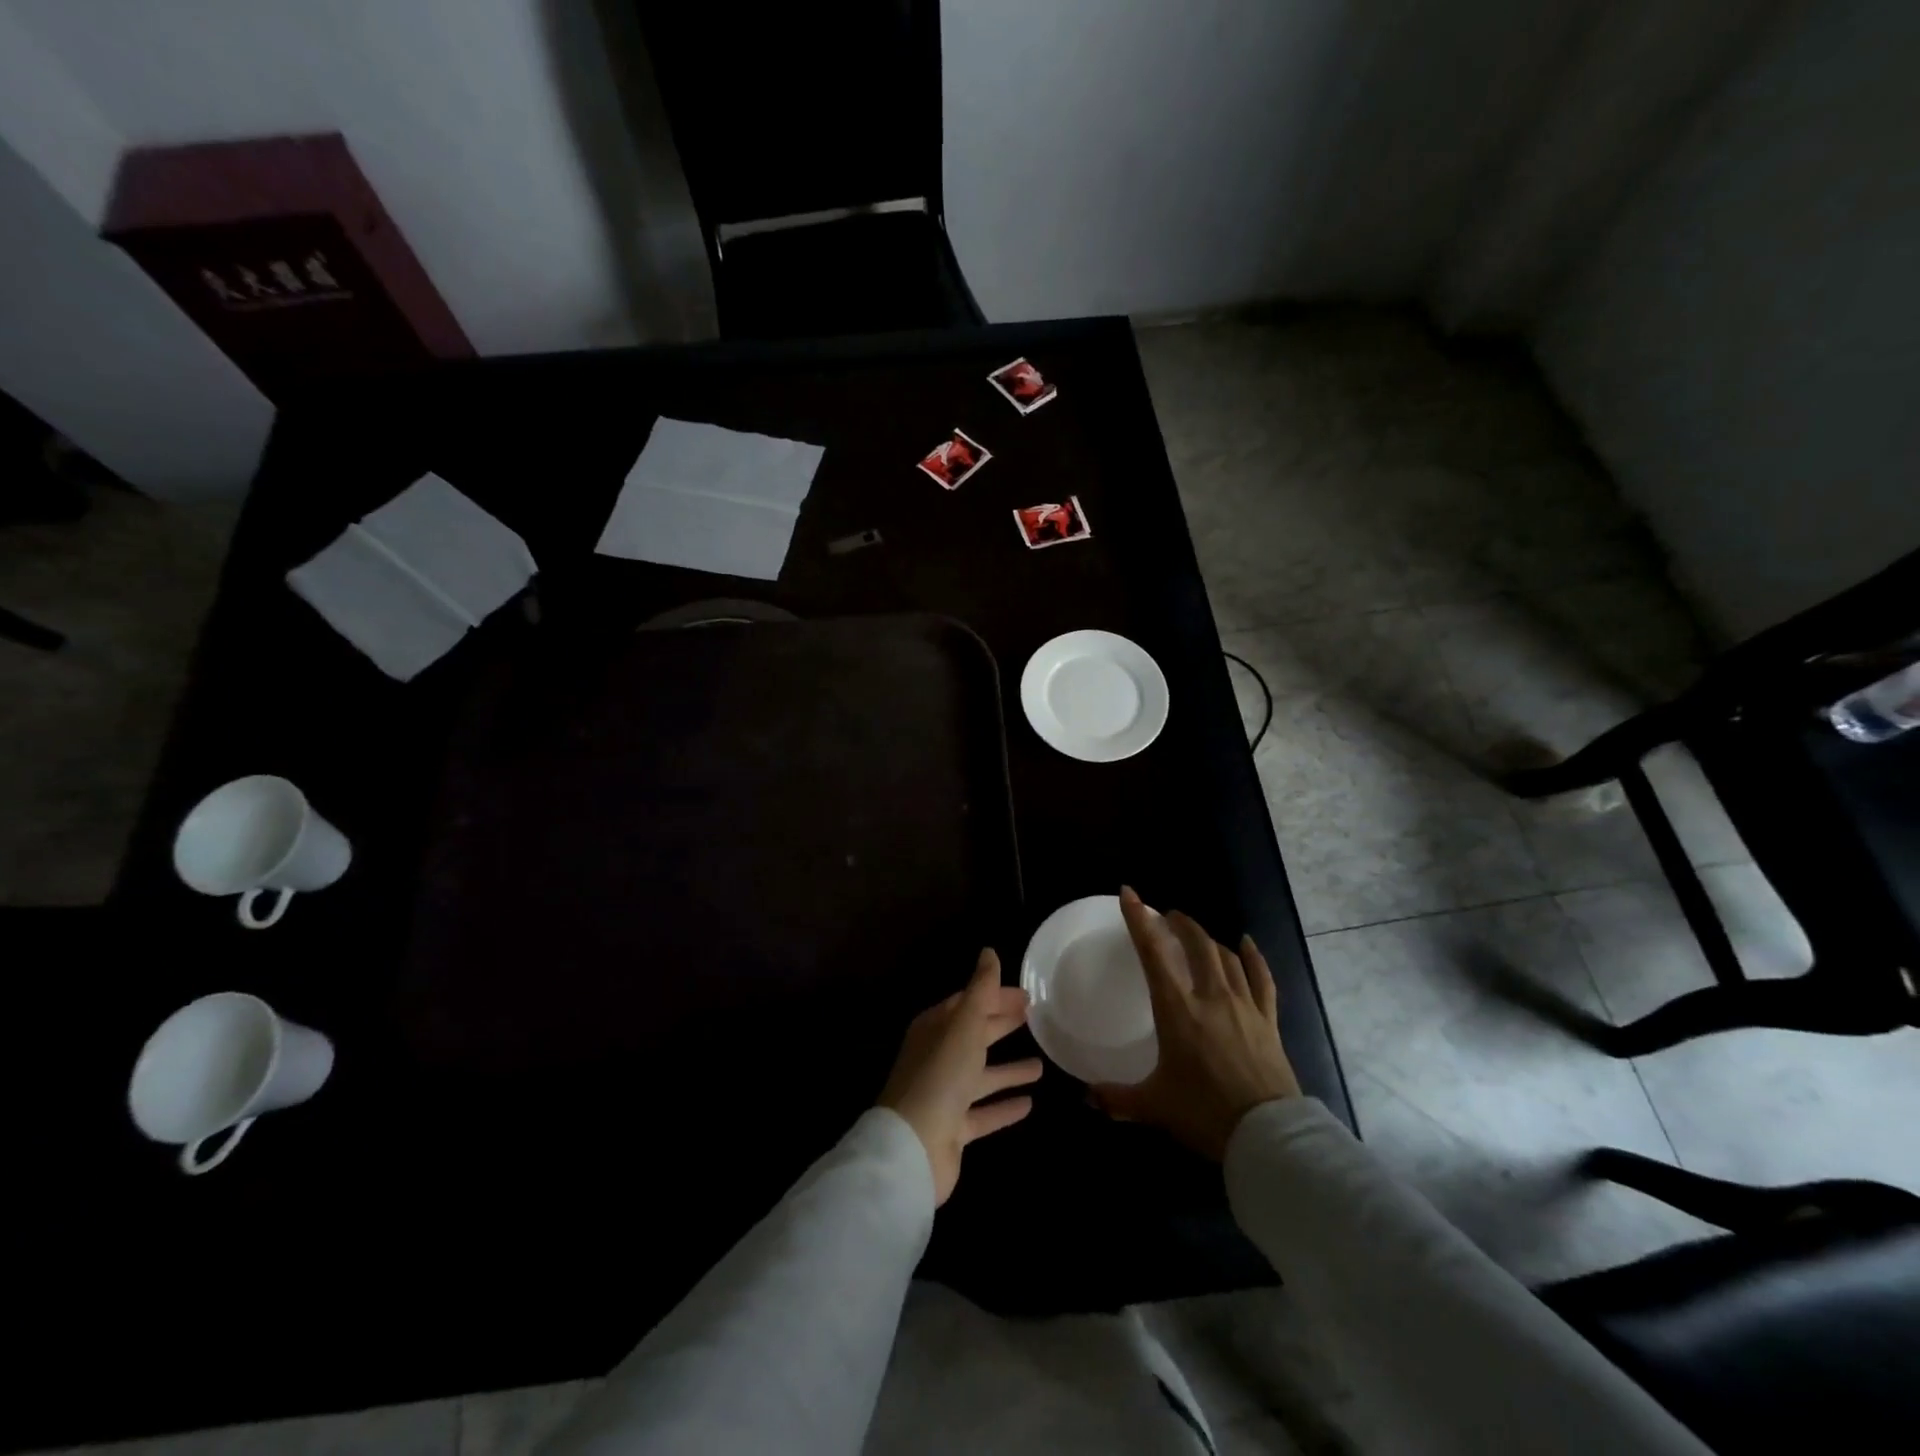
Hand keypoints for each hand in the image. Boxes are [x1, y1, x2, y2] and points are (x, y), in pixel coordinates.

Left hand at [879, 949, 1042, 1205]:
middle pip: (974, 1036)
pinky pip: (984, 1113)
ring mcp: (944, 1095)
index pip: (968, 1003)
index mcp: (934, 1028)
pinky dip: (1004, 1106)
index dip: (995, 996)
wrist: (913, 1147)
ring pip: (981, 1076)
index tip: (1026, 995)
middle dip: (1001, 1025)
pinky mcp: (954, 1128)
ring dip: (1008, 1069)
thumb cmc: (940, 1075)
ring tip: (1041, 1065)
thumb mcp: (964, 1024)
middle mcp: (937, 1057)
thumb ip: (980, 989)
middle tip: (1034, 1017)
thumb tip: (989, 951)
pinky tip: (1029, 1103)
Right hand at [1090, 886, 1300, 1160]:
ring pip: (1227, 957)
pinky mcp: (1268, 1020)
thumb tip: (1087, 1097)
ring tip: (1197, 934)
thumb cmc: (1204, 1113)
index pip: (1154, 953)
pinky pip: (1262, 979)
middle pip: (1197, 945)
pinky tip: (1247, 943)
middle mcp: (1211, 997)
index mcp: (1178, 1010)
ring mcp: (1244, 1006)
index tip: (1129, 894)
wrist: (1267, 1135)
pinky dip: (1254, 957)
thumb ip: (1117, 1098)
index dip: (1139, 920)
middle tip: (1167, 916)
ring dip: (1209, 939)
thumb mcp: (1154, 1106)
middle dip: (1180, 924)